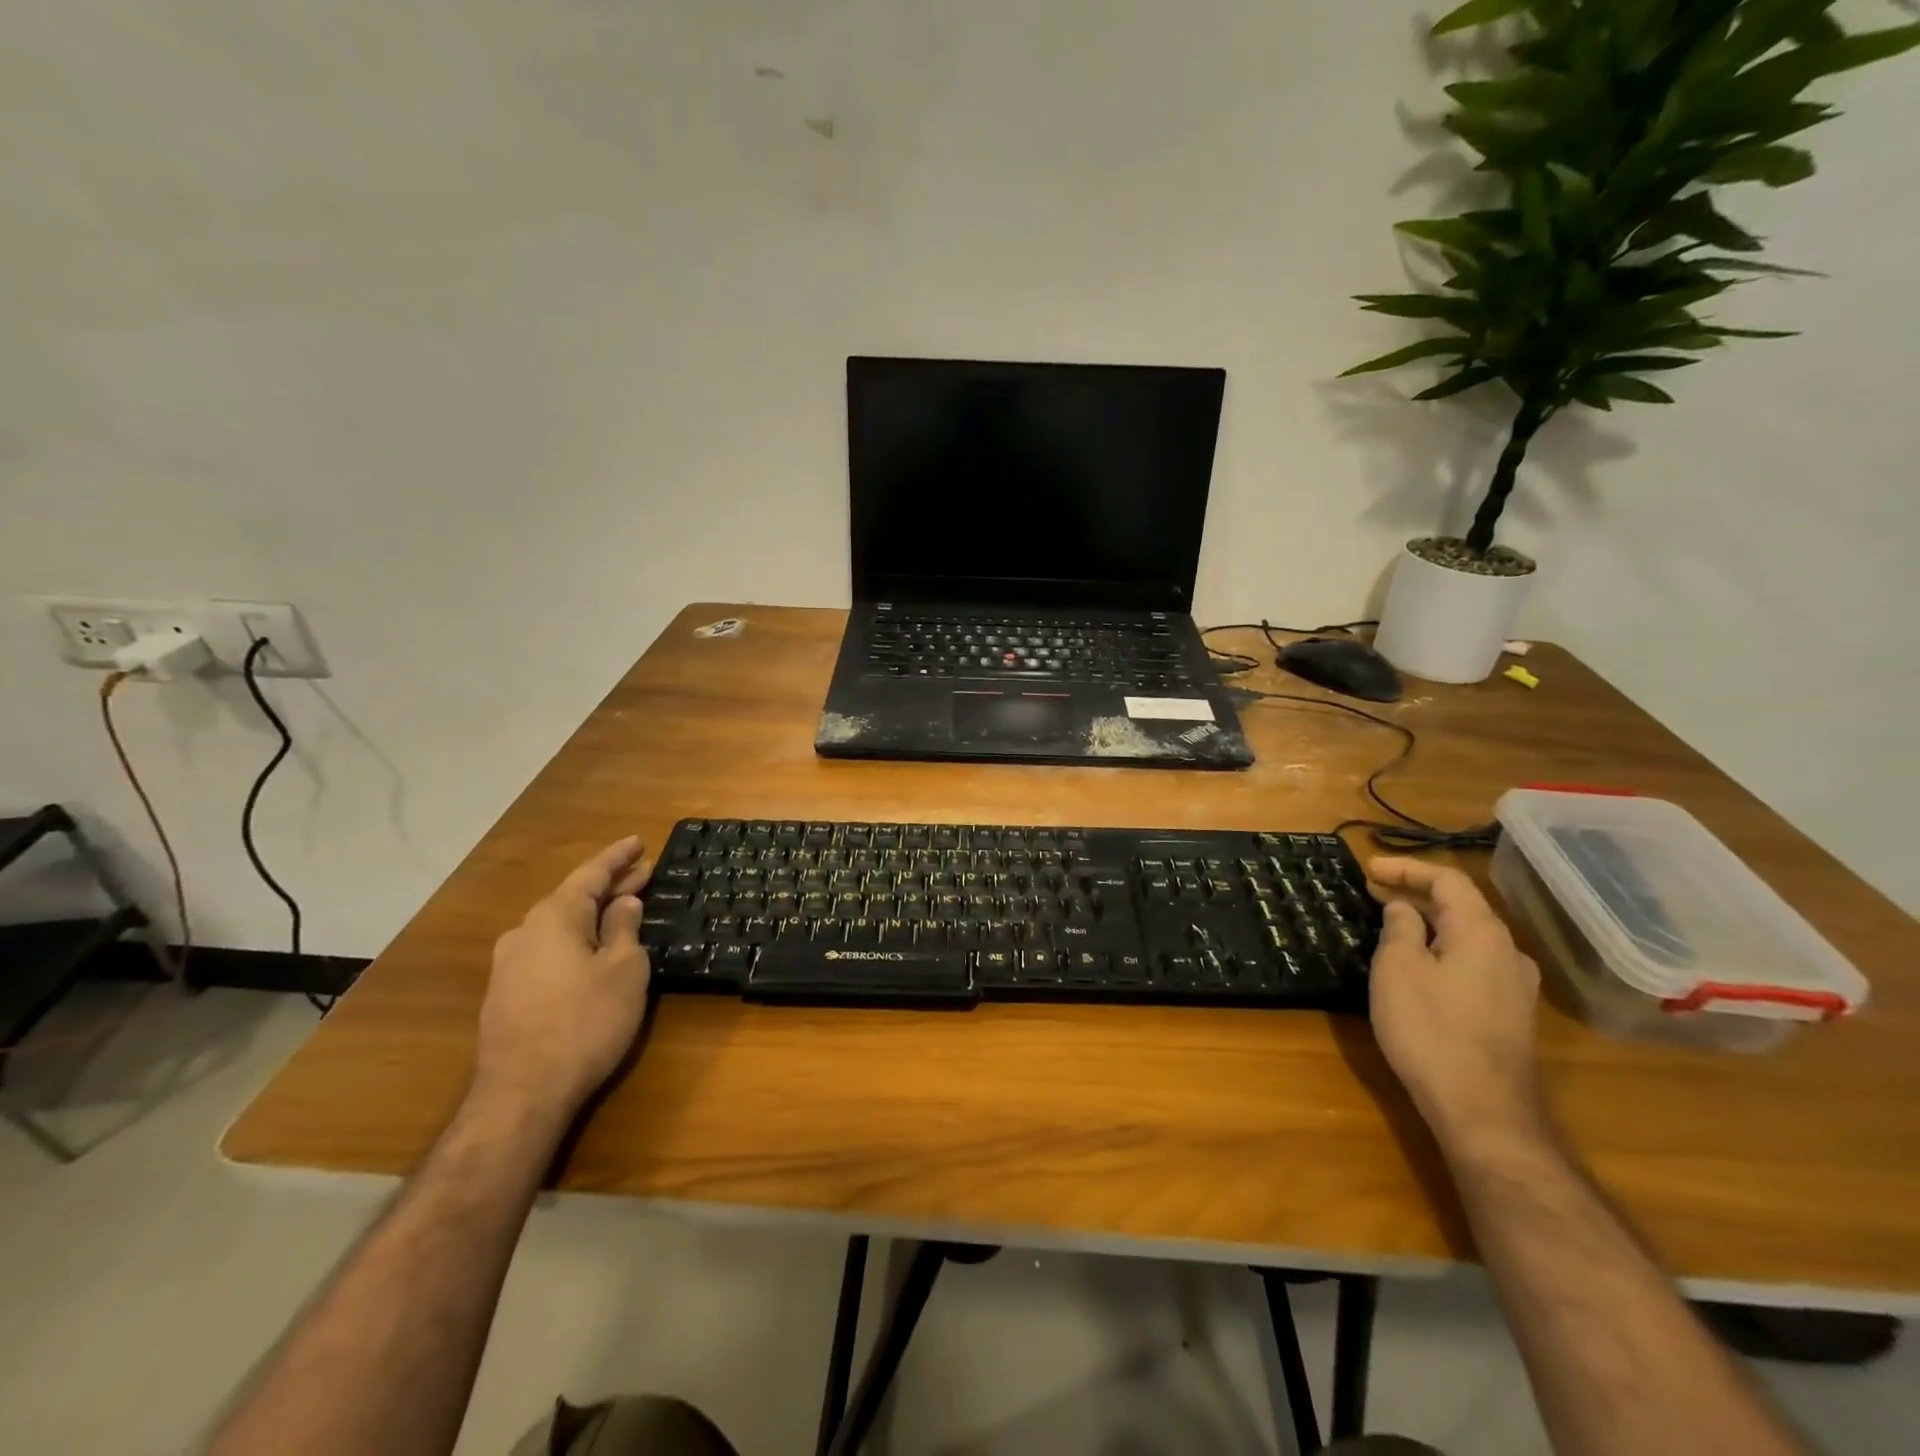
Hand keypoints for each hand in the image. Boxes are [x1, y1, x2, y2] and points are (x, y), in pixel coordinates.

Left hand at [470, 837, 652, 1126]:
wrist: (523, 1093)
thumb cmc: (586, 1021)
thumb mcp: (623, 969)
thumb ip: (624, 928)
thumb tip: (623, 903)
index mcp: (555, 917)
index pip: (591, 874)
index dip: (618, 857)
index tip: (640, 841)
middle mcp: (525, 932)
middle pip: (573, 898)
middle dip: (609, 885)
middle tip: (643, 873)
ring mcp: (509, 965)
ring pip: (559, 925)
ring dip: (592, 914)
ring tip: (622, 909)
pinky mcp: (506, 995)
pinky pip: (548, 950)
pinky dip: (576, 939)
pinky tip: (591, 950)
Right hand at [1367, 856, 1542, 1148]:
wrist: (1482, 1109)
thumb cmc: (1430, 1028)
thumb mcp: (1398, 969)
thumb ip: (1400, 929)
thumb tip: (1404, 909)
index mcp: (1482, 932)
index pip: (1447, 881)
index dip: (1407, 868)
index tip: (1369, 868)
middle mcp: (1508, 952)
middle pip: (1462, 907)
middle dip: (1416, 894)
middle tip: (1374, 893)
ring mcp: (1515, 986)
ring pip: (1468, 937)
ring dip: (1430, 924)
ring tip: (1392, 926)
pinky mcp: (1511, 1014)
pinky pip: (1473, 963)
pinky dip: (1443, 950)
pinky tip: (1419, 966)